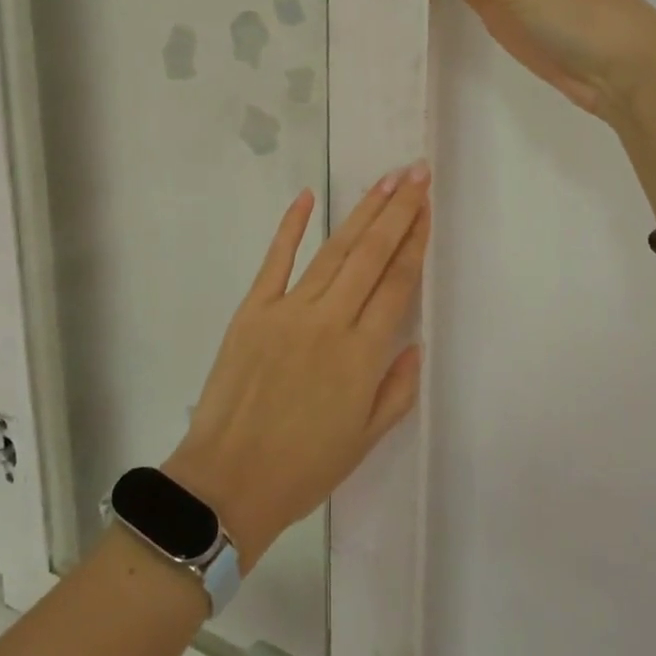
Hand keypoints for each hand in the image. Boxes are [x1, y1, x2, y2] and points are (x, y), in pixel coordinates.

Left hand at [164, 166, 429, 569]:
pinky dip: (290, 226)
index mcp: (363, 354)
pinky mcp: (253, 310)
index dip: (416, 241)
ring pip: (334, 250)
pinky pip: (275, 260)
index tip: (428, 207)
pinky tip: (306, 196)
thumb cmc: (303, 468)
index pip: (398, 283)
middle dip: (398, 210)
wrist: (227, 482)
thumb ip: (397, 388)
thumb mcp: (365, 439)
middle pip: (371, 254)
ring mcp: (288, 310)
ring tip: (385, 181)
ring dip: (362, 212)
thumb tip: (414, 344)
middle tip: (416, 173)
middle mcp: (331, 321)